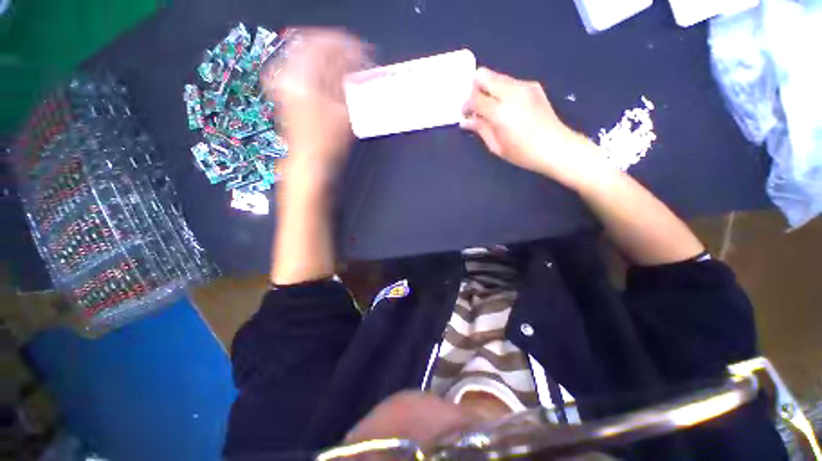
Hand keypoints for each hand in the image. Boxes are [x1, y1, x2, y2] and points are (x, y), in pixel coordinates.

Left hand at [262, 29, 368, 184]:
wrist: (310, 161)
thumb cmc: (326, 142)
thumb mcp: (343, 110)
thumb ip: (347, 82)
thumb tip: (353, 62)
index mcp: (301, 77)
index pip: (322, 44)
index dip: (344, 45)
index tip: (360, 50)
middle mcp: (289, 75)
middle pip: (311, 47)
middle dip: (336, 49)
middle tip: (354, 56)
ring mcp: (286, 84)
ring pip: (308, 58)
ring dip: (329, 60)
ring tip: (346, 67)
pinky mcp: (288, 93)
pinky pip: (304, 71)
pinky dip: (321, 70)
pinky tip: (333, 78)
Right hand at [461, 67, 601, 185]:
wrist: (556, 147)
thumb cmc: (523, 153)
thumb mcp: (496, 146)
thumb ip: (480, 129)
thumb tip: (466, 121)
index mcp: (500, 112)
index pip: (475, 97)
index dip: (466, 104)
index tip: (465, 113)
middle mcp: (511, 93)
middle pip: (484, 75)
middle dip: (474, 88)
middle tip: (475, 105)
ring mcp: (524, 86)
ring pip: (497, 76)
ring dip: (488, 88)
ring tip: (489, 106)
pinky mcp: (533, 86)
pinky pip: (509, 81)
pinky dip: (501, 90)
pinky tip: (505, 106)